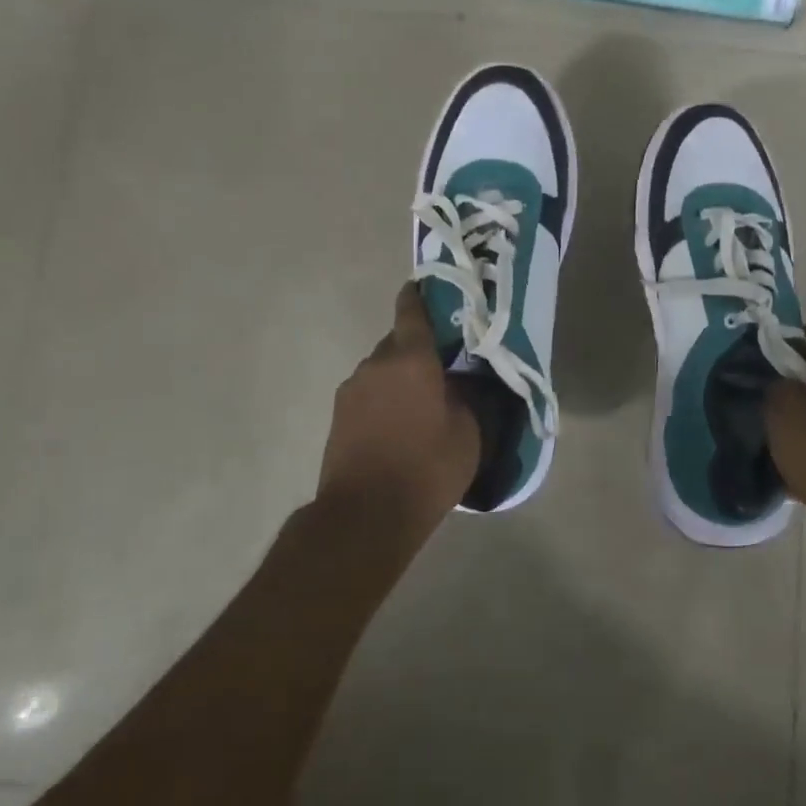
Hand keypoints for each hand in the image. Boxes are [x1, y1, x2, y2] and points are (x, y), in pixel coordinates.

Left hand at [316, 282, 481, 539]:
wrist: (364, 515)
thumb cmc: (426, 469)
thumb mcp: (467, 433)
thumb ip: (466, 397)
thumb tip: (460, 381)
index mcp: (411, 358)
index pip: (411, 310)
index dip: (419, 296)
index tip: (427, 290)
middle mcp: (376, 364)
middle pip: (397, 342)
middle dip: (417, 349)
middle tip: (441, 368)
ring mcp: (351, 389)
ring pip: (381, 369)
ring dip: (398, 377)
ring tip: (420, 404)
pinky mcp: (338, 416)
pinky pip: (367, 393)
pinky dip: (383, 399)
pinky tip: (397, 426)